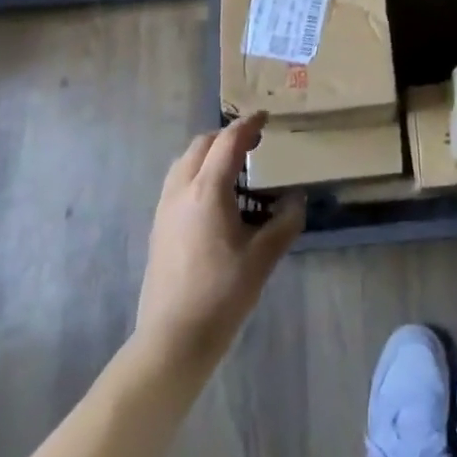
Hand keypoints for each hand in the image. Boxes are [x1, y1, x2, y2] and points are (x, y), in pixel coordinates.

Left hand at [134, 113, 303, 365]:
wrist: (172, 339)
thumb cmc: (222, 293)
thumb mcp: (264, 257)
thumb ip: (285, 221)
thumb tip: (297, 199)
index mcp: (207, 190)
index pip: (228, 141)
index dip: (248, 125)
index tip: (266, 117)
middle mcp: (181, 190)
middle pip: (201, 145)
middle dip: (227, 136)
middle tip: (253, 143)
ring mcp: (165, 209)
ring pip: (184, 163)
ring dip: (209, 154)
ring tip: (235, 169)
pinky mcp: (158, 228)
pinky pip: (178, 183)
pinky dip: (197, 174)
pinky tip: (217, 200)